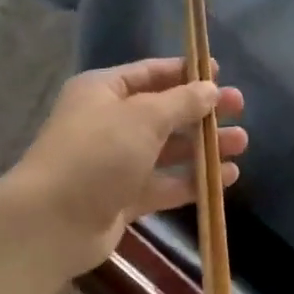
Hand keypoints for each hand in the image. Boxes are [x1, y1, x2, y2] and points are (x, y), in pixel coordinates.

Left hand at [7, 57, 246, 278]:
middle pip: (163, 112)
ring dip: (203, 147)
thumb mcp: (143, 117)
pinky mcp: (124, 198)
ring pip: (167, 150)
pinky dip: (193, 180)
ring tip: (241, 144)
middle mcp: (109, 123)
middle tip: (240, 109)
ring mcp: (116, 163)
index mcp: (103, 92)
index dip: (185, 72)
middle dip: (201, 112)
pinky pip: (165, 184)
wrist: (52, 221)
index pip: (150, 74)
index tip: (221, 74)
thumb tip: (210, 88)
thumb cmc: (97, 154)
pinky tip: (226, 178)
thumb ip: (181, 102)